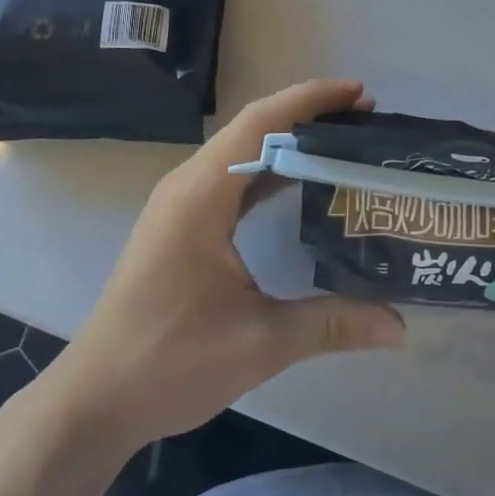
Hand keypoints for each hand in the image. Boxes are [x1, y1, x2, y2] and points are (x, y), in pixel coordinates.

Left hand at [41, 80, 405, 455]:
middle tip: (363, 118)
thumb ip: (331, 325)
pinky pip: (231, 175)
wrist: (94, 400)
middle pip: (252, 126)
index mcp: (201, 196)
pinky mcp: (179, 221)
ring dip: (287, 137)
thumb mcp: (259, 343)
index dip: (311, 100)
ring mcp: (180, 202)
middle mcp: (187, 185)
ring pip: (240, 149)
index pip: (261, 123)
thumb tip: (400, 327)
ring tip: (341, 140)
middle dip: (307, 113)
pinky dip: (269, 166)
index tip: (360, 95)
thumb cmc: (169, 363)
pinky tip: (299, 181)